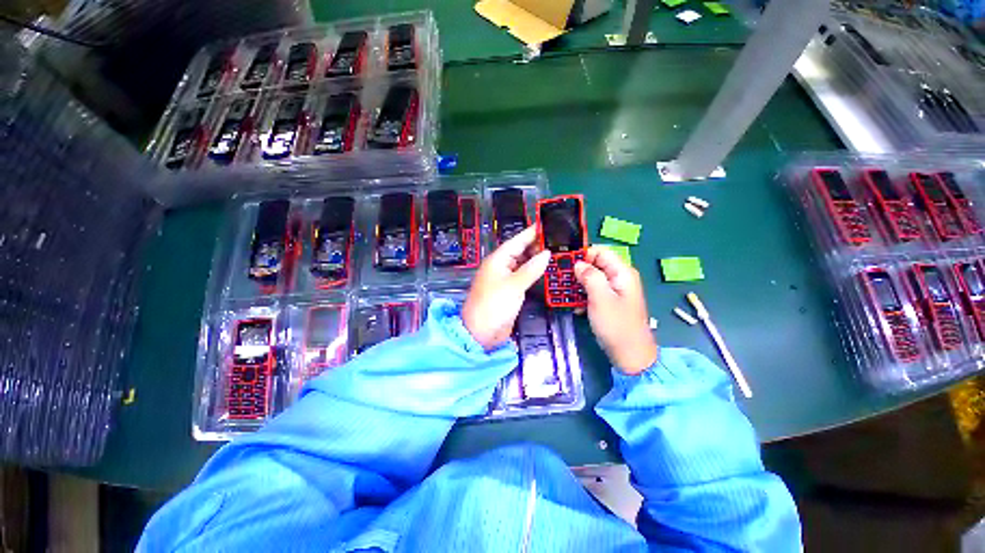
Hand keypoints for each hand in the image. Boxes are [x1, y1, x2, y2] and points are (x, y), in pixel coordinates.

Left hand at [463, 226, 549, 349]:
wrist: (481, 332)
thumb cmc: (494, 304)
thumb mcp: (514, 285)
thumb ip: (531, 269)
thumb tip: (546, 254)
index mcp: (497, 260)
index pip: (516, 241)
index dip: (531, 233)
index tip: (546, 224)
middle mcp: (501, 267)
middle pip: (520, 251)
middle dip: (536, 246)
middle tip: (558, 240)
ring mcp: (506, 279)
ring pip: (522, 264)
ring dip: (536, 259)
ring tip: (556, 252)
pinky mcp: (510, 291)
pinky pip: (524, 277)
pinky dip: (534, 273)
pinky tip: (546, 270)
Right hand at [574, 246, 656, 374]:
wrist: (630, 356)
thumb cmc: (616, 325)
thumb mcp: (600, 298)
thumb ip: (589, 276)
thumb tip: (578, 263)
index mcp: (621, 272)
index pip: (600, 251)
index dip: (582, 254)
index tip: (564, 262)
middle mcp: (619, 278)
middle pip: (594, 264)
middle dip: (577, 270)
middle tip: (560, 278)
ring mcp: (614, 291)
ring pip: (591, 279)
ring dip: (577, 285)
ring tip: (564, 293)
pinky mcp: (609, 302)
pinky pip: (592, 292)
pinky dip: (582, 296)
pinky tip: (575, 306)